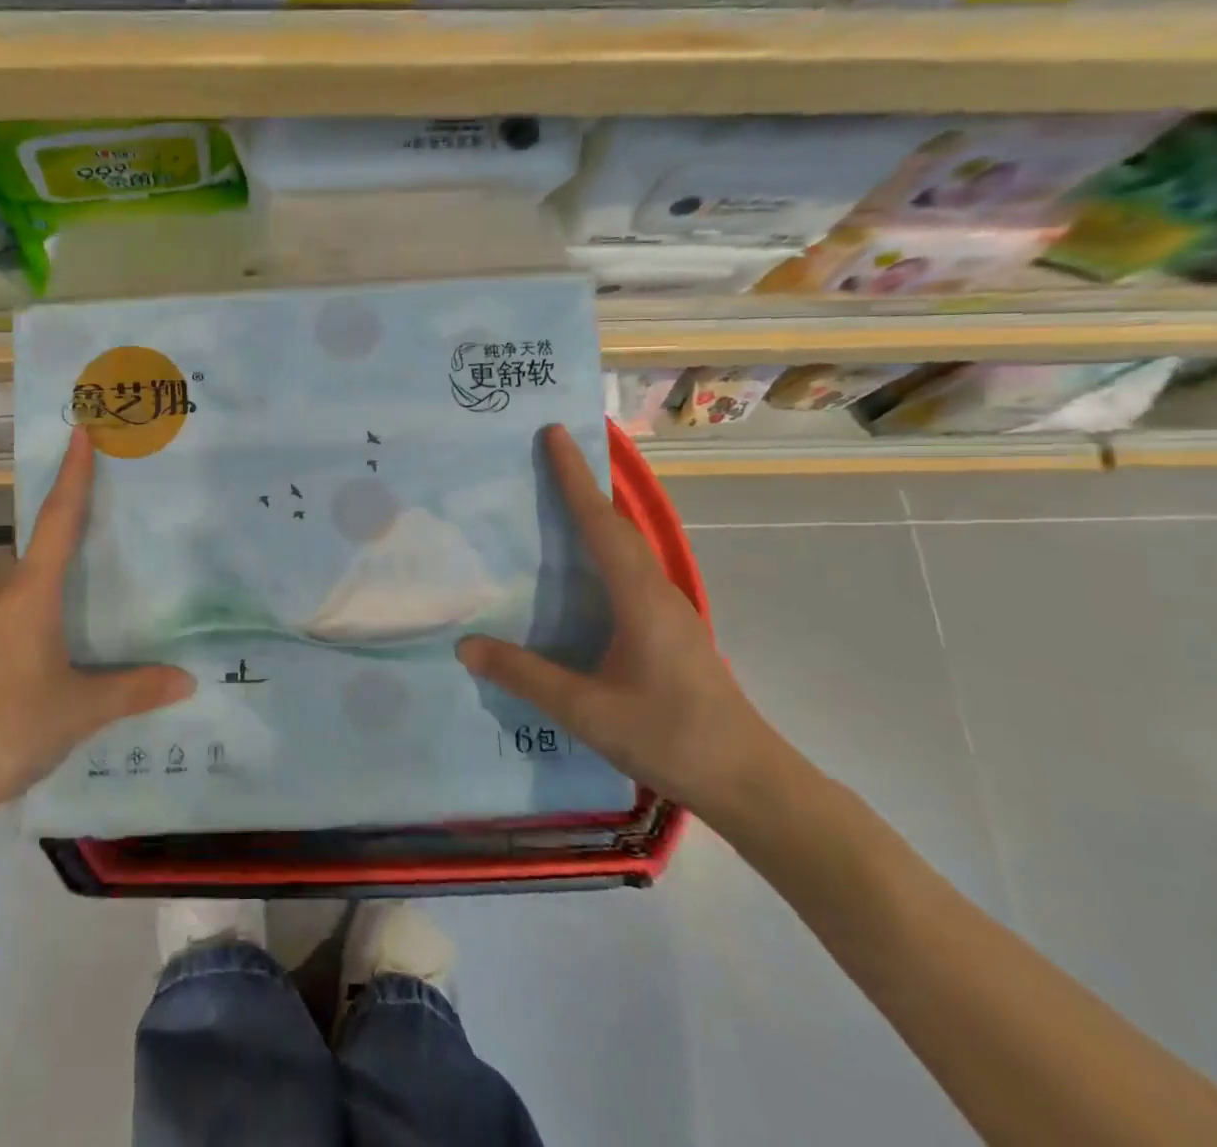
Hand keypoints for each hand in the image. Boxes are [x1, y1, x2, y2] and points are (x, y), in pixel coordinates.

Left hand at [0, 427, 194, 816]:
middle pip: (43, 540)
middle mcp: (6, 593)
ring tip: (104, 562)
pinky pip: (22, 605)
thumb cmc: (8, 725)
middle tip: (117, 499)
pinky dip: (49, 597)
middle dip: (74, 514)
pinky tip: (71, 625)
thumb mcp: (81, 708)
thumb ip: (135, 689)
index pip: (58, 518)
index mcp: (32, 591)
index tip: (82, 432)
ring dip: (61, 561)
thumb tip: (187, 679)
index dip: (74, 474)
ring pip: (31, 575)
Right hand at [456, 425, 782, 816]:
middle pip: (616, 525)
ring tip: (558, 501)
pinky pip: (630, 571)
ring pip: (626, 547)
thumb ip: (525, 675)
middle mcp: (657, 592)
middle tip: (548, 455)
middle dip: (582, 486)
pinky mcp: (670, 630)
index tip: (554, 434)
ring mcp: (669, 611)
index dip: (574, 477)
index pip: (600, 523)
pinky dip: (603, 549)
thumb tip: (465, 644)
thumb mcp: (586, 710)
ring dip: (595, 516)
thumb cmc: (670, 737)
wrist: (750, 783)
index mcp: (639, 597)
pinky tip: (584, 571)